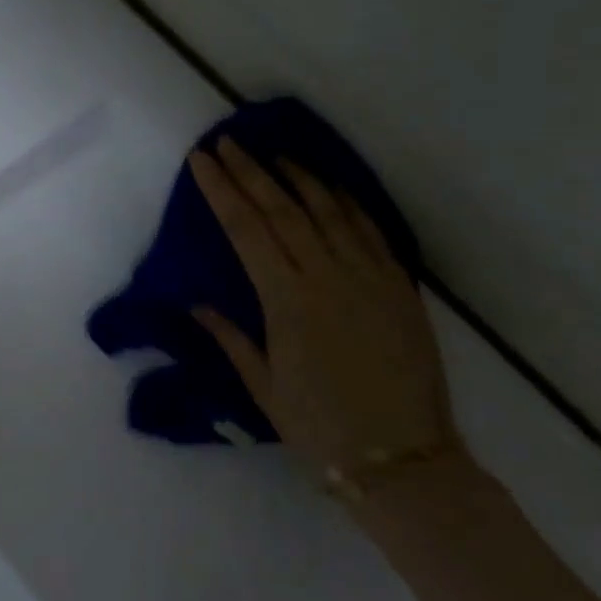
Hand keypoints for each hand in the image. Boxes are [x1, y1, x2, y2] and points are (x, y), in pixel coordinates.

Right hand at [188, 139, 461, 478]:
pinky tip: (331, 187)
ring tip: (274, 153)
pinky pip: (370, 230)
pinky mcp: (399, 286)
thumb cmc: (319, 427)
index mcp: (287, 301)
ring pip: (328, 210)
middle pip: (283, 209)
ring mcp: (369, 277)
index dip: (222, 192)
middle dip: (251, 172)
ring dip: (298, 177)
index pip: (246, 230)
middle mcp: (327, 276)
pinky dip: (346, 202)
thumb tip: (198, 303)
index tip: (202, 162)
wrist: (402, 458)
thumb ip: (231, 337)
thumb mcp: (262, 386)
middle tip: (227, 142)